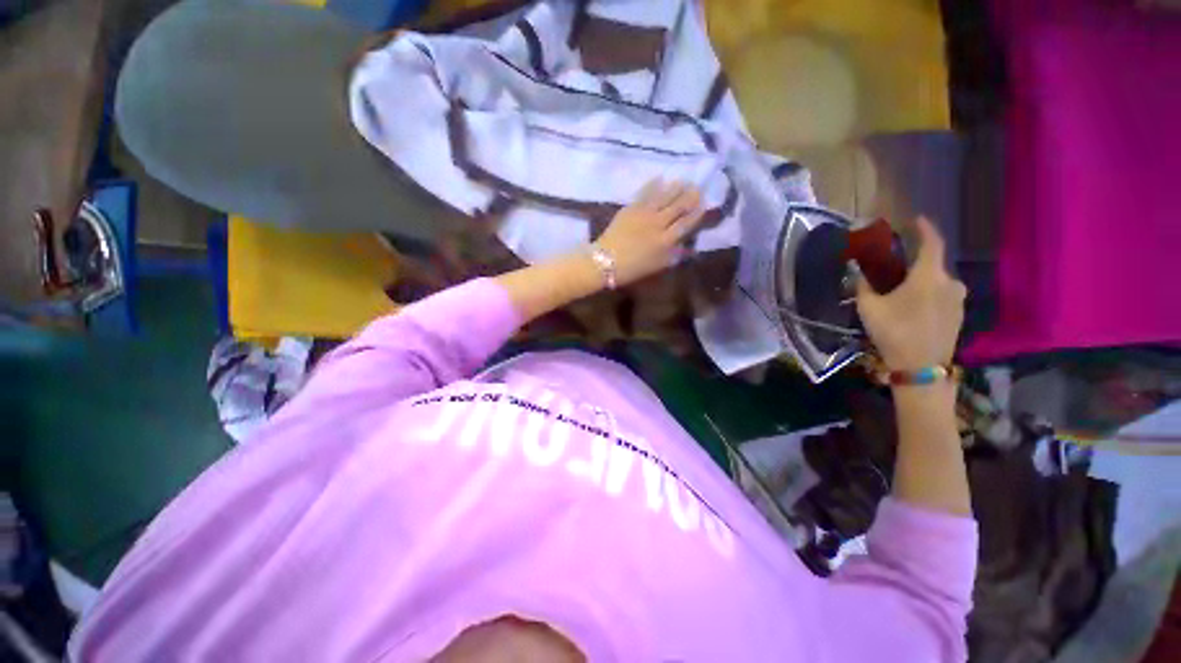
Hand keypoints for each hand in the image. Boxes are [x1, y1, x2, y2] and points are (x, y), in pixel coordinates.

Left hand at [594, 180, 705, 286]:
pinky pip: (645, 193)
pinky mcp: (631, 208)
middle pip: (678, 207)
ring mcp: (644, 213)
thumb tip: (685, 243)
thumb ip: (673, 254)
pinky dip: (653, 185)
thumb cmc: (632, 268)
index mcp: (666, 240)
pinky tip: (660, 178)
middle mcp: (658, 224)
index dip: (696, 213)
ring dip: (675, 188)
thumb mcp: (657, 266)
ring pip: (664, 197)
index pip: (686, 223)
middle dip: (690, 197)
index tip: (704, 205)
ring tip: (683, 181)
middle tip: (698, 188)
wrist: (605, 261)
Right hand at [856, 218, 967, 371]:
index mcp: (929, 275)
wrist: (921, 367)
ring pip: (937, 283)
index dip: (925, 228)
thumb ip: (864, 286)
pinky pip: (942, 297)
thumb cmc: (894, 331)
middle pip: (932, 265)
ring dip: (921, 283)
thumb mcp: (869, 308)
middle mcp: (950, 282)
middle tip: (895, 271)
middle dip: (915, 264)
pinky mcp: (959, 315)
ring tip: (902, 294)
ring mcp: (958, 300)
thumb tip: (858, 272)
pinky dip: (928, 296)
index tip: (917, 220)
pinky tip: (913, 310)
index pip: (932, 242)